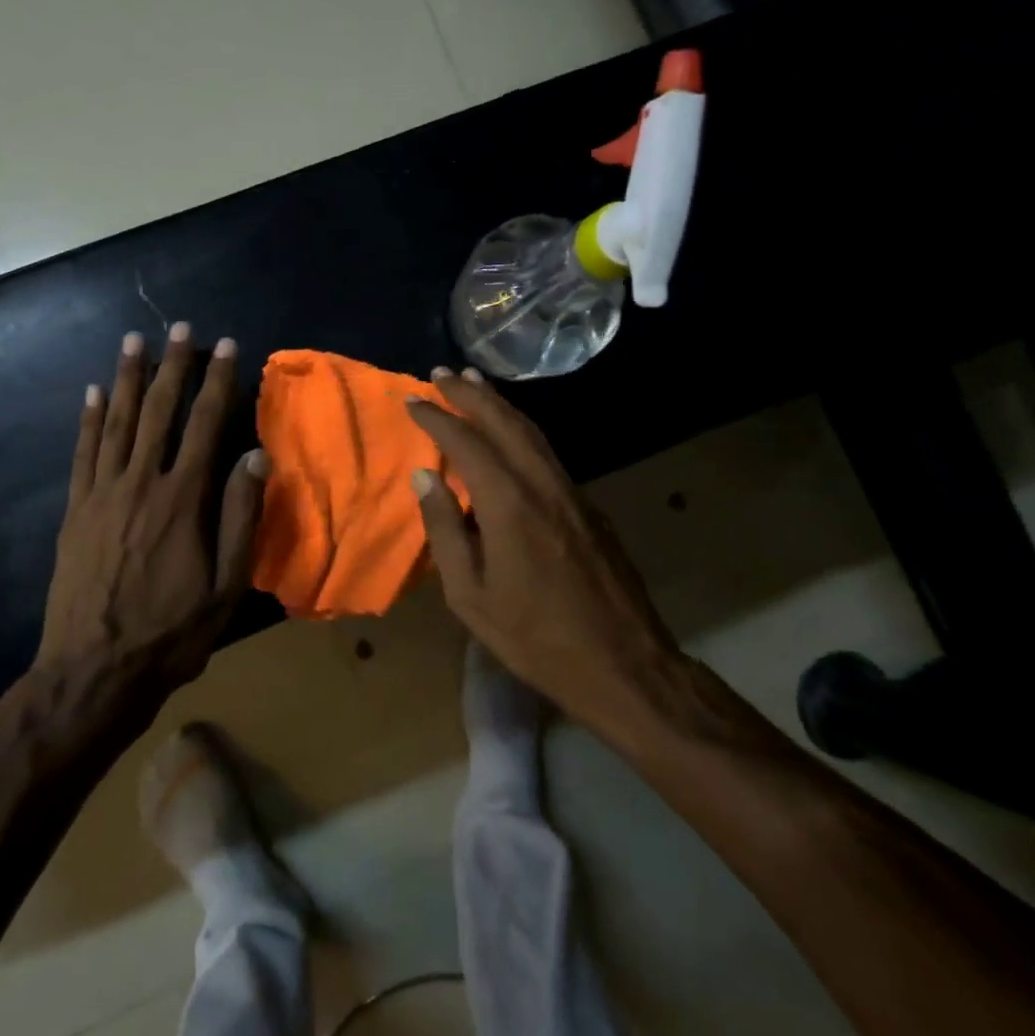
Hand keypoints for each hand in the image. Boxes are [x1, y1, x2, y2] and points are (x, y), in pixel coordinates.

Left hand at [37, 325, 266, 716]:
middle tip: (180, 328)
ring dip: (127, 378)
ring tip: (134, 342)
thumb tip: (255, 457)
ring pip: (116, 422)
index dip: (219, 382)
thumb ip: (241, 518)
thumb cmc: (171, 632)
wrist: (93, 672)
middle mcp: (141, 483)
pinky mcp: (75, 511)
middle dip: (172, 366)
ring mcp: (101, 494)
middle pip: (159, 412)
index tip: (227, 347)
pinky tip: (93, 393)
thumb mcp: (226, 586)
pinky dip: (88, 419)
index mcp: (184, 500)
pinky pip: (83, 453)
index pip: (205, 425)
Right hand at [404, 368, 677, 731]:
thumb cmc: (534, 637)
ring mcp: (572, 492)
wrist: (623, 663)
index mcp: (509, 503)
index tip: (411, 400)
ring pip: (532, 432)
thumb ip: (445, 530)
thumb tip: (424, 478)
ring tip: (474, 384)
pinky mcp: (589, 507)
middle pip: (504, 422)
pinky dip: (521, 430)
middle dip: (471, 393)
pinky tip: (509, 433)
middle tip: (442, 372)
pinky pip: (547, 452)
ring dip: (500, 404)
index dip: (436, 418)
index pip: (466, 442)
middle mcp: (543, 484)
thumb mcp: (470, 595)